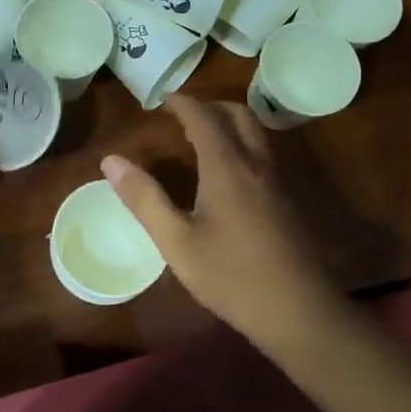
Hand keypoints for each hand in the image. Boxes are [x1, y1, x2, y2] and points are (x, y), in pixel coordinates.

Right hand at [101, 96, 342, 342]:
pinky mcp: (287, 203)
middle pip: (239, 115)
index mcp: (226, 168)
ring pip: (256, 133)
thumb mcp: (176, 242)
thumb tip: (111, 161)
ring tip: (201, 138)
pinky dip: (241, 145)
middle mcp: (255, 165)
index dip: (182, 103)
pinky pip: (263, 155)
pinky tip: (227, 175)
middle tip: (182, 115)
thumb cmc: (231, 277)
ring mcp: (277, 183)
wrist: (300, 312)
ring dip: (229, 123)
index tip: (162, 99)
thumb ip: (144, 199)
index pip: (204, 118)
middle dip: (210, 106)